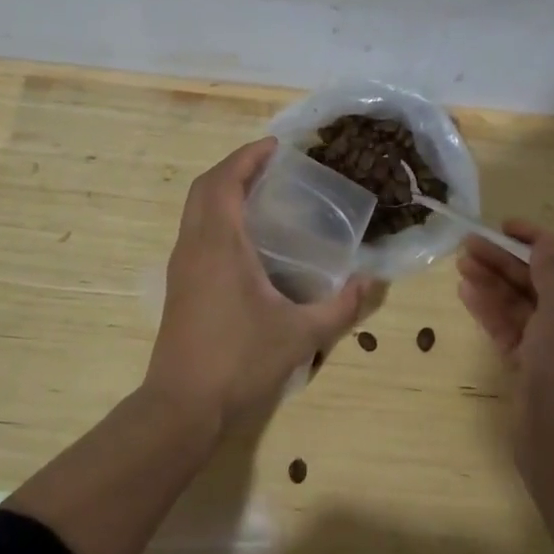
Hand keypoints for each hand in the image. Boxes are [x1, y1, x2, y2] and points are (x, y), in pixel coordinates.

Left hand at [148, 138, 370, 431]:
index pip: (225, 181)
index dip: (248, 156)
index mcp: (219, 243)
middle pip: (205, 187)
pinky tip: (245, 238)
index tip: (277, 146)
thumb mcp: (301, 335)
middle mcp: (194, 245)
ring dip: (222, 190)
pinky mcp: (179, 285)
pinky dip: (216, 215)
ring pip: (195, 209)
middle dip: (235, 167)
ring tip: (261, 193)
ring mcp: (181, 266)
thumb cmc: (239, 361)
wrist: (182, 407)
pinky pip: (194, 230)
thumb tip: (374, 281)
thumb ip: (342, 307)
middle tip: (271, 165)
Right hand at [458, 222, 553, 460]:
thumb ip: (551, 270)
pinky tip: (466, 292)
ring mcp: (550, 347)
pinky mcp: (527, 366)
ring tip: (462, 264)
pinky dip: (488, 309)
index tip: (505, 226)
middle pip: (537, 282)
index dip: (536, 240)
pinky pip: (507, 328)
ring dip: (491, 281)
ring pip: (518, 304)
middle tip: (469, 244)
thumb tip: (542, 246)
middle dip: (504, 260)